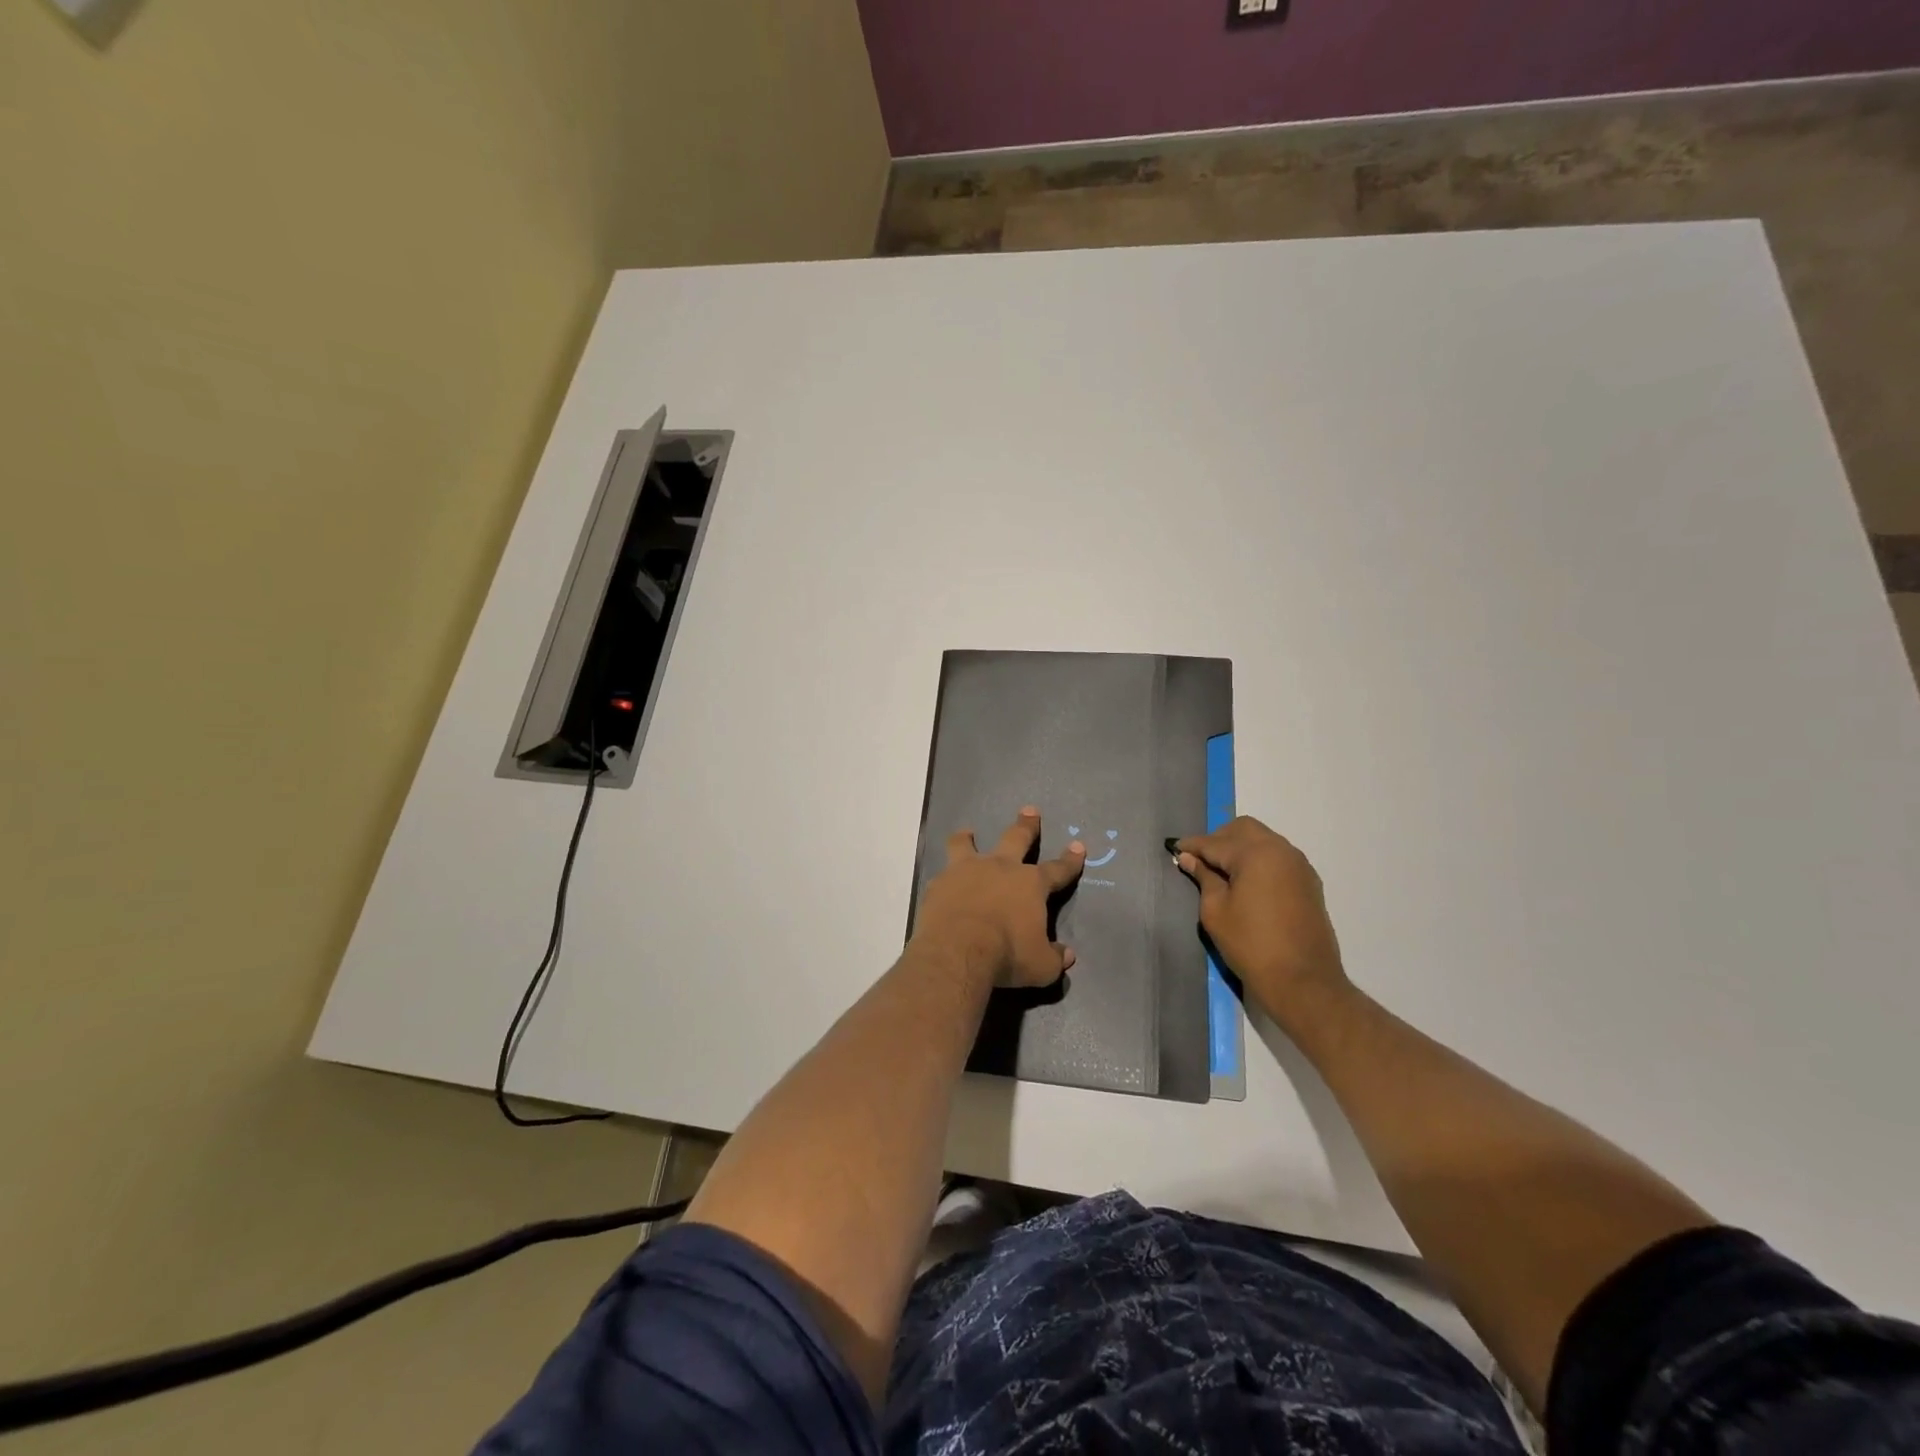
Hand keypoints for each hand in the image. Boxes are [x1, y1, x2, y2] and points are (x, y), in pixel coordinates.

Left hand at [914, 808, 1085, 988]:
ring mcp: (967, 871)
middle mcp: (1000, 868)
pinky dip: (945, 877)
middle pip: (1016, 838)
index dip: (1070, 860)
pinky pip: (943, 874)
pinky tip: (942, 884)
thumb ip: (1054, 958)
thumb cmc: (1007, 955)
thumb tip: (1067, 955)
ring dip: (968, 838)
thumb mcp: (1040, 966)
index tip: (1078, 846)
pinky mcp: (940, 883)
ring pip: (967, 844)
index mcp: (1030, 884)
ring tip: (966, 833)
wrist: (957, 951)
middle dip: (1026, 825)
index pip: (1057, 869)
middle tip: (1029, 811)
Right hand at [1176, 816, 1351, 1026]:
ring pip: (1263, 840)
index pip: (1215, 842)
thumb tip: (1190, 859)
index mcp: (1256, 853)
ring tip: (1222, 872)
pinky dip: (1259, 861)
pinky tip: (1246, 882)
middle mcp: (1281, 850)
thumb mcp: (1215, 911)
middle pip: (1243, 829)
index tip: (1174, 849)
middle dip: (1219, 839)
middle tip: (1200, 861)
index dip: (1192, 846)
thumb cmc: (1251, 946)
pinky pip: (1278, 858)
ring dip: (1240, 848)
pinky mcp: (1309, 882)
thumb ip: (1204, 878)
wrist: (1303, 982)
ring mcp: (1299, 865)